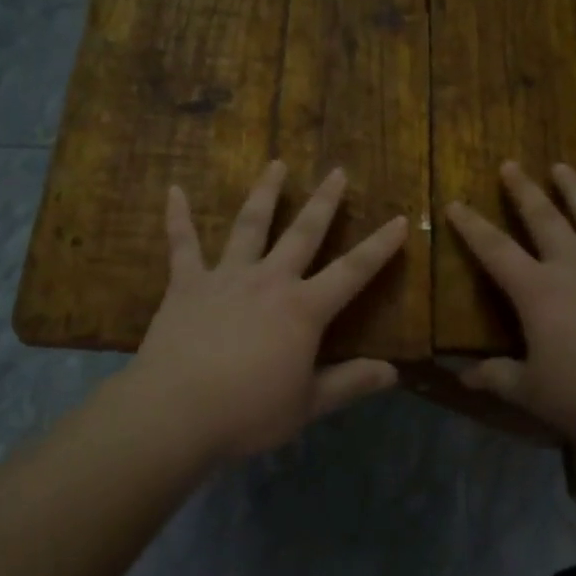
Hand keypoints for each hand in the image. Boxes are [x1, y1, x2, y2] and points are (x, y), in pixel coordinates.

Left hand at [126, 161, 408, 461]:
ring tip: (276, 163)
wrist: (176, 411)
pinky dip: (178, 217)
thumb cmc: (248, 412)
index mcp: (303, 310)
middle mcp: (269, 281)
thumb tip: (393, 372)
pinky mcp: (186, 284)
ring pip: (249, 225)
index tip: (399, 219)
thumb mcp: (307, 404)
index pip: (352, 272)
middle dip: (324, 202)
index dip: (379, 247)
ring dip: (265, 193)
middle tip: (337, 171)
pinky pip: (182, 244)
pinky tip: (175, 190)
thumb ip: (350, 384)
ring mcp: (225, 277)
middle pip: (303, 233)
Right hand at [445, 161, 575, 448]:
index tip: (454, 203)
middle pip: (546, 221)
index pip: (495, 251)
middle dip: (524, 192)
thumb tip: (462, 375)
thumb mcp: (533, 393)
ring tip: (563, 167)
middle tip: (510, 165)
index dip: (472, 227)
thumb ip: (497, 378)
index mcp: (539, 292)